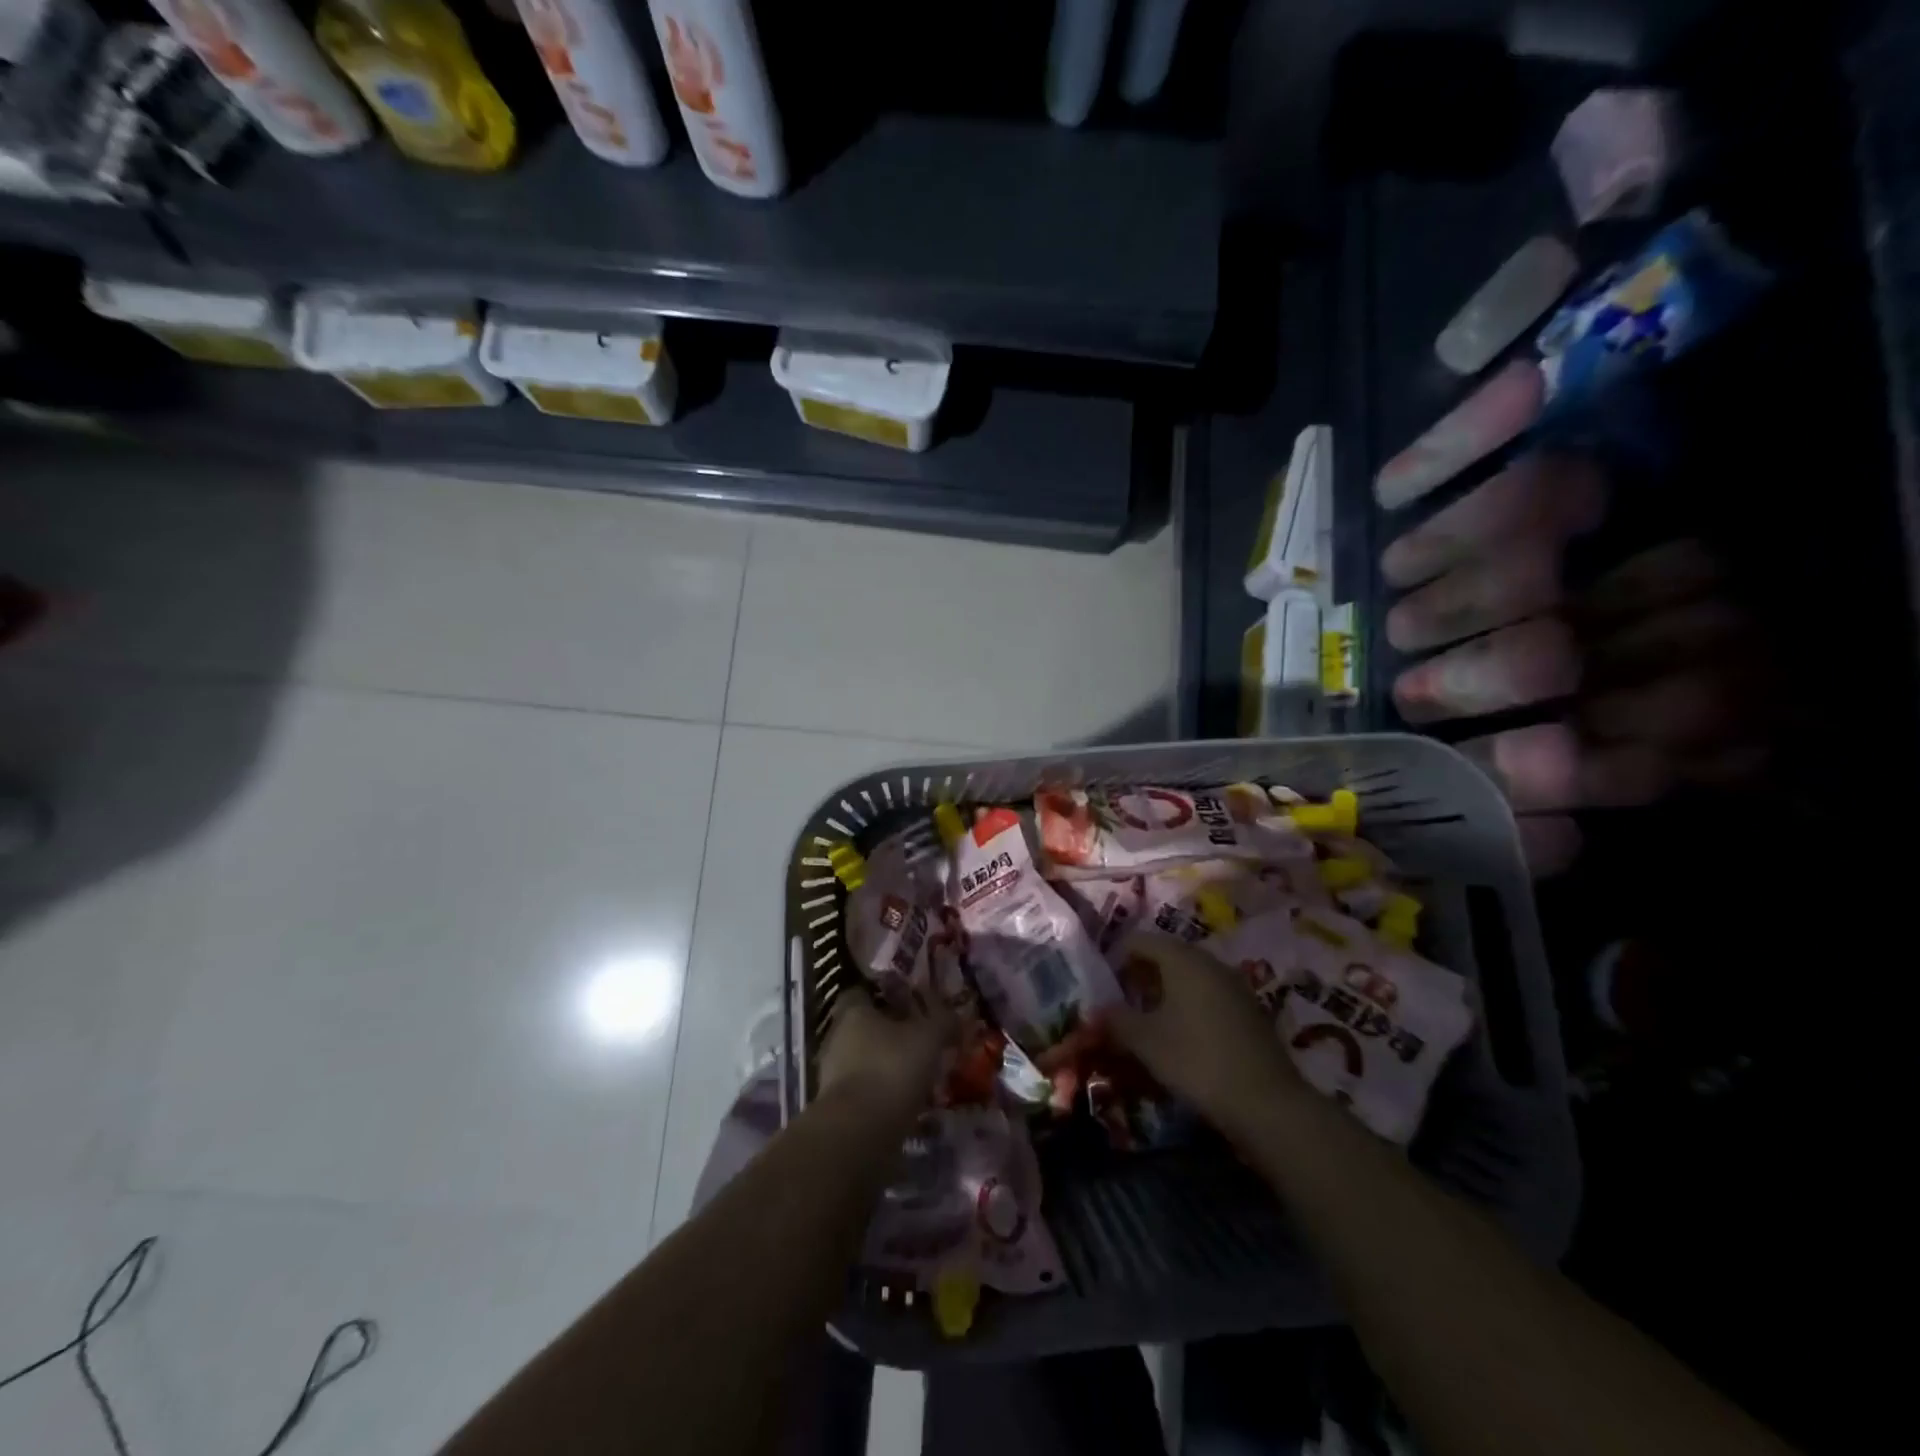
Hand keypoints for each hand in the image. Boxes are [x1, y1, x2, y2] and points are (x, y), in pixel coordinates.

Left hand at [817, 988, 953, 1117]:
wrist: (858, 1133)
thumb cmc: (891, 1069)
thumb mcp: (928, 1038)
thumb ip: (943, 1022)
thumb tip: (956, 1016)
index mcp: (853, 1012)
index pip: (863, 992)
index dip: (886, 996)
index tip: (910, 1005)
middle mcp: (837, 1038)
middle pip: (865, 1029)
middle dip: (891, 1036)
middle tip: (922, 1043)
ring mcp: (833, 1075)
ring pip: (866, 1062)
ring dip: (889, 1068)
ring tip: (921, 1079)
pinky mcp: (837, 1108)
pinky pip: (866, 1094)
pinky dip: (885, 1098)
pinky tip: (910, 1108)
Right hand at [1108, 933, 1305, 1142]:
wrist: (1267, 1103)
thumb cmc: (1196, 1060)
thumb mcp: (1146, 1041)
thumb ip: (1116, 1019)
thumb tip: (1095, 1010)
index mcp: (1182, 958)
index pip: (1139, 941)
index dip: (1115, 958)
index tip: (1101, 984)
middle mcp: (1209, 962)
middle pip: (1165, 955)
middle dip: (1139, 976)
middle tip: (1120, 1003)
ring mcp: (1233, 985)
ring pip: (1188, 976)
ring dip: (1164, 992)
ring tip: (1146, 1021)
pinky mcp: (1248, 1010)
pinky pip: (1208, 995)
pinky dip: (1188, 1006)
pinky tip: (1180, 1035)